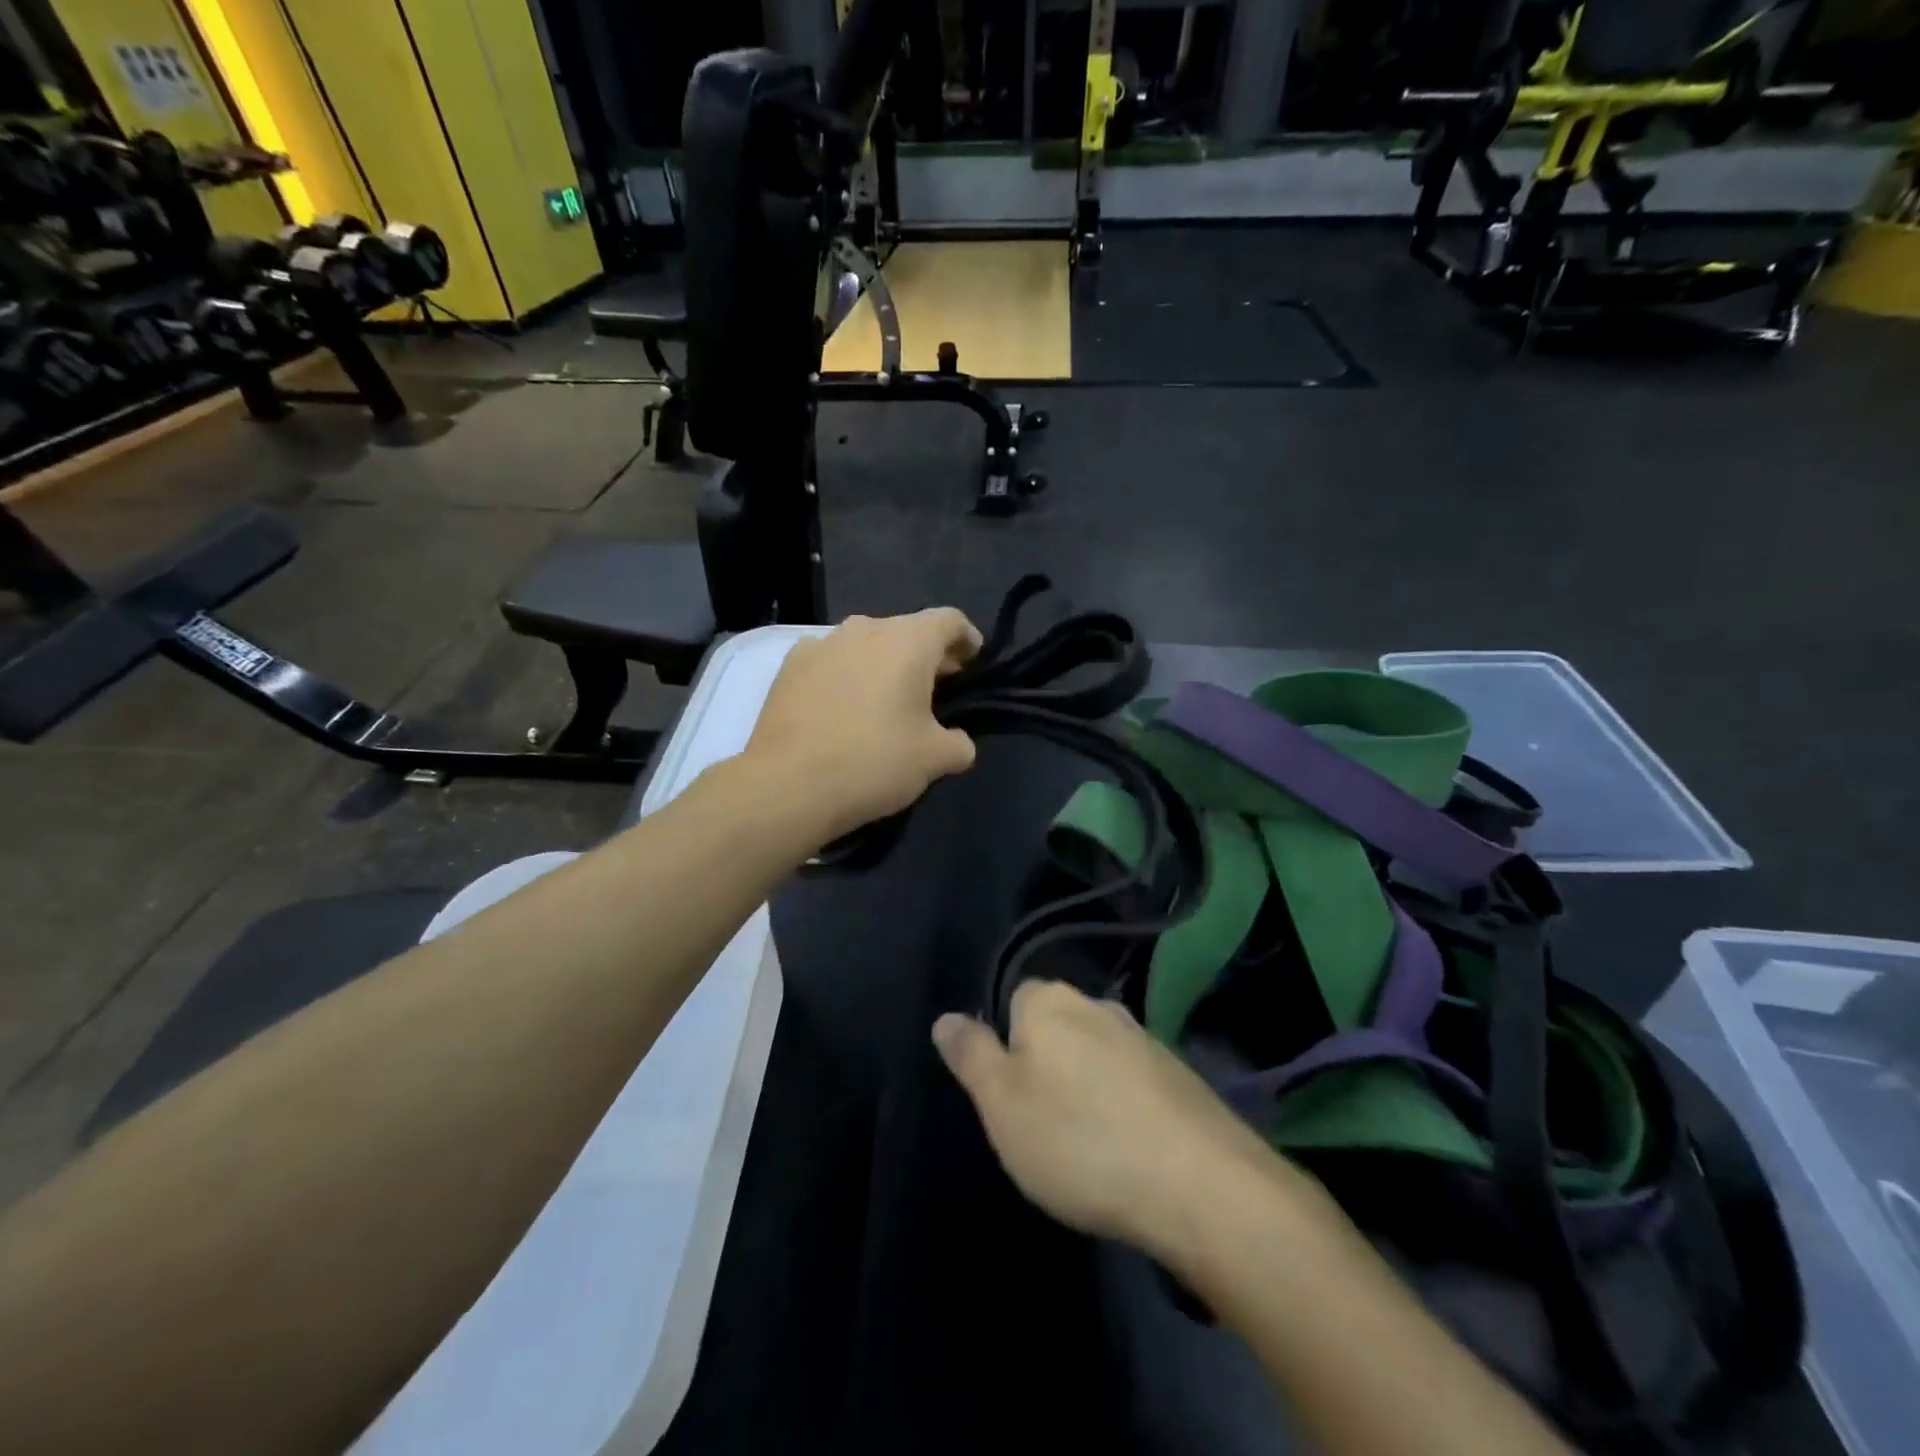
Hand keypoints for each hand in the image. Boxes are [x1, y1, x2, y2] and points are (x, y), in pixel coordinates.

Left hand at [746, 608, 982, 843]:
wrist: (788, 784)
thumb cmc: (873, 761)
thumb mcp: (934, 760)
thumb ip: (958, 744)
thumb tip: (958, 743)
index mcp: (908, 641)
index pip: (949, 621)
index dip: (967, 639)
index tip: (972, 662)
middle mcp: (865, 628)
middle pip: (907, 631)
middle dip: (926, 656)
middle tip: (936, 689)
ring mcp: (822, 644)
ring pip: (866, 644)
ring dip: (883, 664)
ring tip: (887, 699)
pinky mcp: (789, 666)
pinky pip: (831, 661)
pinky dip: (845, 675)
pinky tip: (842, 707)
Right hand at [933, 981, 1305, 1264]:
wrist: (1199, 1185)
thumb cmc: (1079, 1141)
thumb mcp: (1002, 1104)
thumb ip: (971, 1055)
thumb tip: (946, 1017)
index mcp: (1050, 1001)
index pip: (1012, 1000)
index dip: (1004, 1045)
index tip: (1009, 1096)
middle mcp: (1098, 1005)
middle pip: (1056, 1026)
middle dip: (1045, 1065)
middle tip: (1041, 1126)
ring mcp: (1145, 1038)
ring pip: (1096, 1054)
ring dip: (1086, 1087)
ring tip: (1085, 1145)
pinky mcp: (1180, 1075)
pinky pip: (1133, 1081)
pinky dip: (1124, 1106)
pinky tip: (1128, 1150)